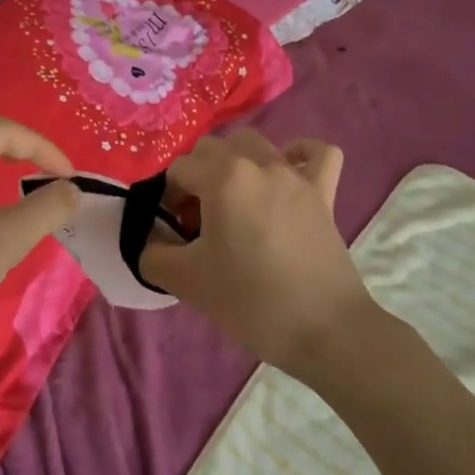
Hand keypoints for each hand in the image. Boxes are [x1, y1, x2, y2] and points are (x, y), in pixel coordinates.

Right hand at [140, 131, 373, 378]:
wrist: (325, 331)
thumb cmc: (251, 301)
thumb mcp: (187, 282)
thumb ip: (153, 254)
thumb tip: (149, 241)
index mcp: (222, 178)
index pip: (178, 170)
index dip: (167, 199)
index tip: (174, 233)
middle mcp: (258, 163)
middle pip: (211, 149)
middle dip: (196, 177)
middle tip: (198, 222)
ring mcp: (295, 176)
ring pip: (254, 144)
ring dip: (234, 163)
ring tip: (233, 201)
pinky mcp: (324, 193)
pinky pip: (316, 154)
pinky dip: (299, 154)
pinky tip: (286, 174)